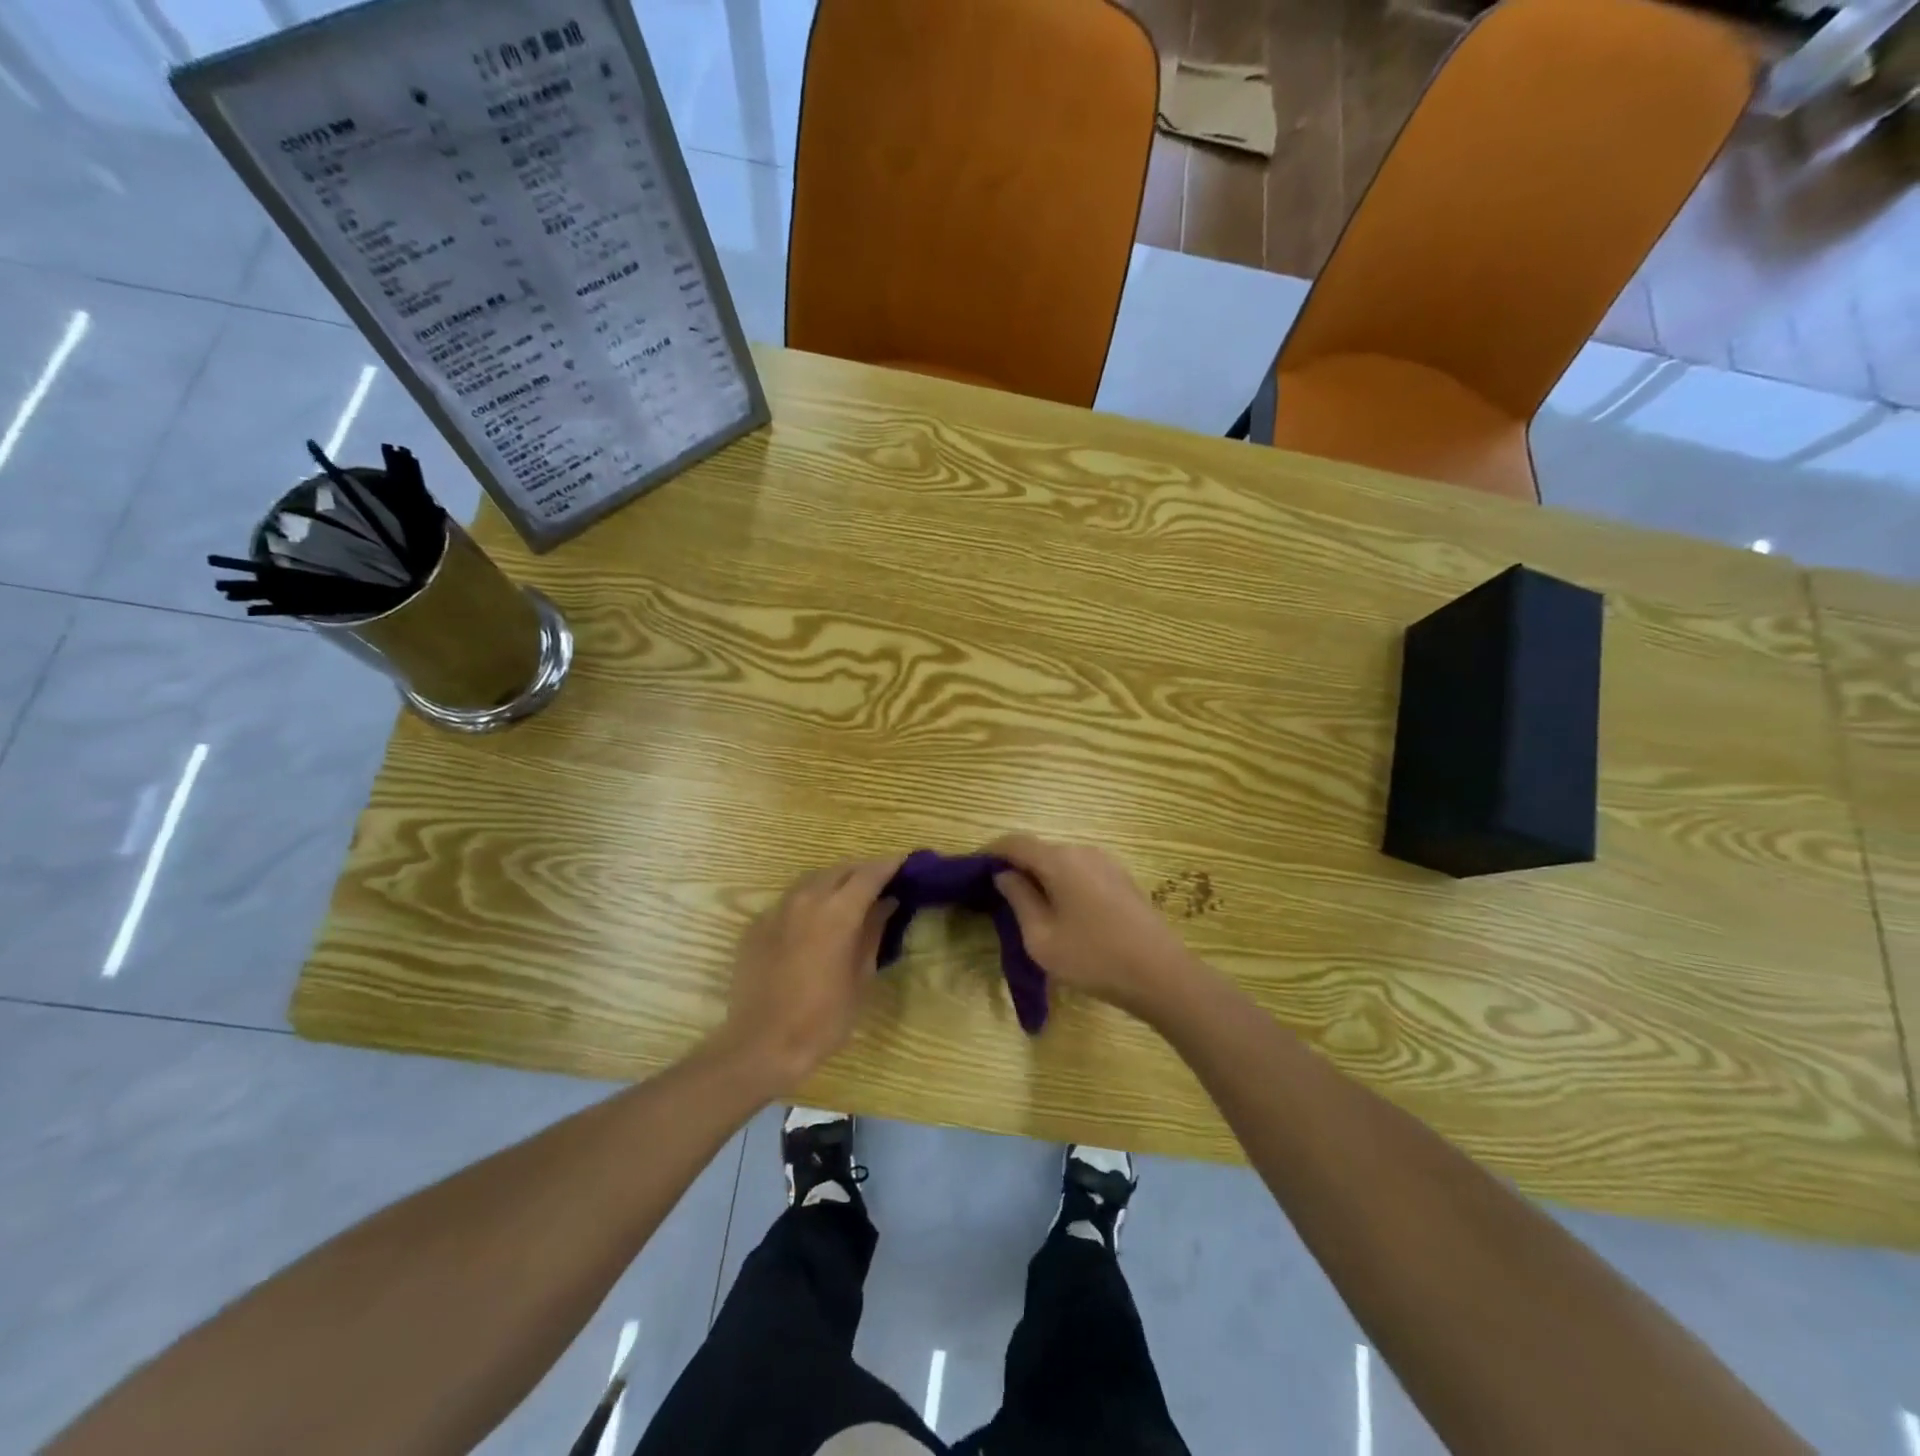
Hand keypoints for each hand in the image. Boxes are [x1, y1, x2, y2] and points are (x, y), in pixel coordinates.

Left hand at [717, 856, 902, 1090]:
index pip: (869, 874)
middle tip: (881, 884)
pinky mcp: (756, 925)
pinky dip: (809, 902)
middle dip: (862, 872)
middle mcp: (806, 900)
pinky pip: (789, 901)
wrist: (761, 1045)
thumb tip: (887, 904)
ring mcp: (777, 910)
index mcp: (838, 912)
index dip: (889, 866)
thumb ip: (873, 932)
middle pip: (840, 870)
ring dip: (835, 882)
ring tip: (850, 898)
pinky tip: (815, 922)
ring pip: (812, 880)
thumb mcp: (860, 977)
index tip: (905, 865)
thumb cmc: (823, 1018)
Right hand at [986, 834, 1202, 1022]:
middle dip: (1016, 866)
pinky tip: (1062, 912)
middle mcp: (1083, 852)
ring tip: (1028, 907)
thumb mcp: (1042, 938)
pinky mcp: (1122, 880)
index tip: (973, 868)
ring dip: (1041, 876)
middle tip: (997, 894)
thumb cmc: (1094, 958)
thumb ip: (1020, 900)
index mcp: (1060, 860)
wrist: (1162, 975)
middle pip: (1040, 850)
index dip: (991, 851)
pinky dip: (1062, 883)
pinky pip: (1081, 872)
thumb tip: (1005, 874)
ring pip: (1061, 861)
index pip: (1015, 842)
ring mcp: (1107, 863)